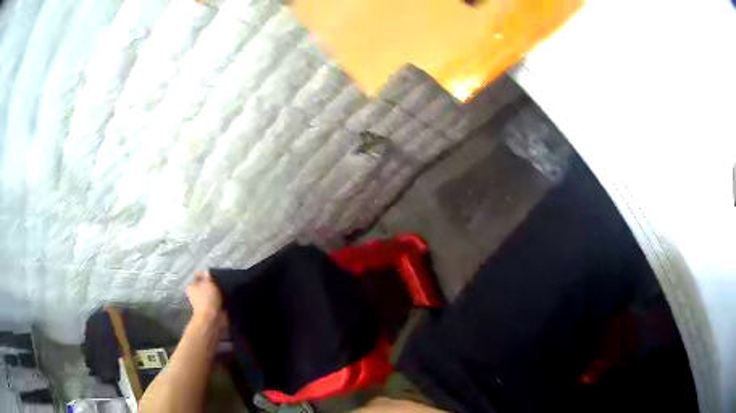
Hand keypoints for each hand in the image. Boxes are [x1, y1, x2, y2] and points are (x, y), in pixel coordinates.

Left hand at [187, 271, 225, 326]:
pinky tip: (228, 297)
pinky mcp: (211, 309)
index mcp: (192, 286)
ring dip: (218, 292)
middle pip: (205, 285)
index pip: (198, 276)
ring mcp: (203, 303)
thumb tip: (208, 272)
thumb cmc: (208, 299)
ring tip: (226, 289)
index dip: (206, 274)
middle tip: (222, 282)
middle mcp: (196, 294)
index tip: (215, 275)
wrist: (212, 319)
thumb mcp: (208, 282)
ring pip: (212, 293)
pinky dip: (222, 300)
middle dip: (213, 283)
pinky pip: (217, 301)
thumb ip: (208, 276)